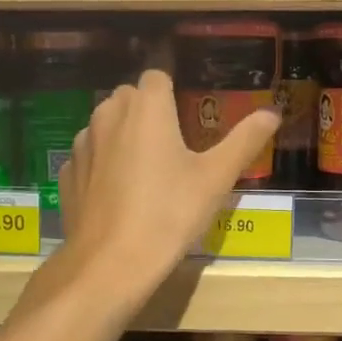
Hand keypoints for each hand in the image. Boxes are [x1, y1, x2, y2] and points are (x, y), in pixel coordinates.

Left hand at [56, 70, 278, 302]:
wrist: (111, 263)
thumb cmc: (170, 213)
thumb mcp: (216, 178)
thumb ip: (244, 139)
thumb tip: (273, 112)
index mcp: (146, 107)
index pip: (157, 77)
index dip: (173, 93)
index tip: (189, 120)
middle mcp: (108, 115)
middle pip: (130, 98)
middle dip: (150, 113)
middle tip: (175, 149)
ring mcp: (83, 145)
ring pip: (107, 125)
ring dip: (124, 136)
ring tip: (147, 174)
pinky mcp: (68, 174)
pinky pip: (91, 156)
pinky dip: (105, 165)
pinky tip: (121, 196)